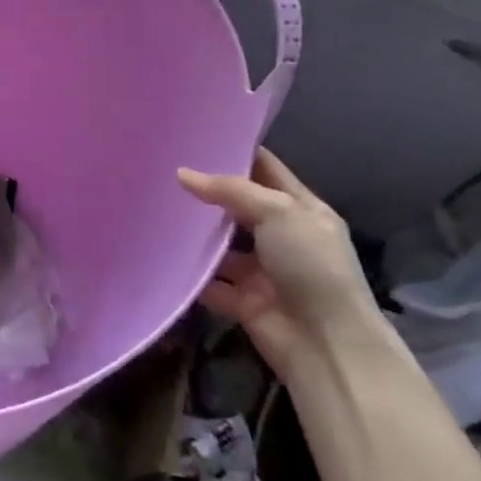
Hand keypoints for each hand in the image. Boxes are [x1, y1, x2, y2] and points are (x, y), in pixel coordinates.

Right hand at [178, 148, 382, 375]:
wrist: (326, 344)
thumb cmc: (311, 266)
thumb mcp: (278, 213)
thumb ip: (230, 190)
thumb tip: (182, 173)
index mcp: (302, 210)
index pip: (266, 170)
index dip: (237, 152)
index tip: (198, 136)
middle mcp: (283, 237)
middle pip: (239, 206)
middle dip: (207, 191)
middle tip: (164, 169)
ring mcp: (262, 270)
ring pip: (221, 245)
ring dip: (195, 234)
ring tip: (154, 208)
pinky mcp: (243, 300)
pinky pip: (210, 282)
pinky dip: (191, 274)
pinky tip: (160, 253)